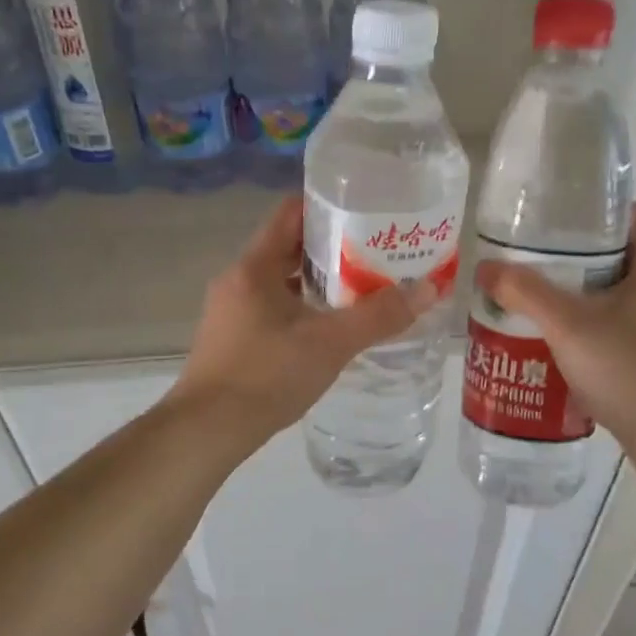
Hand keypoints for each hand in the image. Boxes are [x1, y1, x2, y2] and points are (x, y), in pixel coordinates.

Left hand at [171, 196, 434, 449]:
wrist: (207, 430)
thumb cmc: (266, 375)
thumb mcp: (330, 343)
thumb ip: (379, 316)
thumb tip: (429, 289)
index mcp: (254, 267)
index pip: (290, 213)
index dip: (327, 205)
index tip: (365, 210)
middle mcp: (238, 280)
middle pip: (288, 247)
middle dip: (332, 248)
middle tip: (376, 252)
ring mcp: (231, 311)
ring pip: (281, 282)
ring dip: (318, 282)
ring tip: (362, 288)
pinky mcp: (232, 340)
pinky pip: (272, 309)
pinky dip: (302, 308)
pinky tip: (330, 328)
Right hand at [474, 202, 635, 445]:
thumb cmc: (627, 369)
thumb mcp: (566, 326)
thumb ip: (525, 292)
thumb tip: (486, 267)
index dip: (602, 213)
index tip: (563, 225)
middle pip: (631, 257)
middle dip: (587, 260)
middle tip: (544, 268)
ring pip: (632, 297)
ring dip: (595, 299)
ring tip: (552, 309)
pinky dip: (607, 330)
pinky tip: (576, 350)